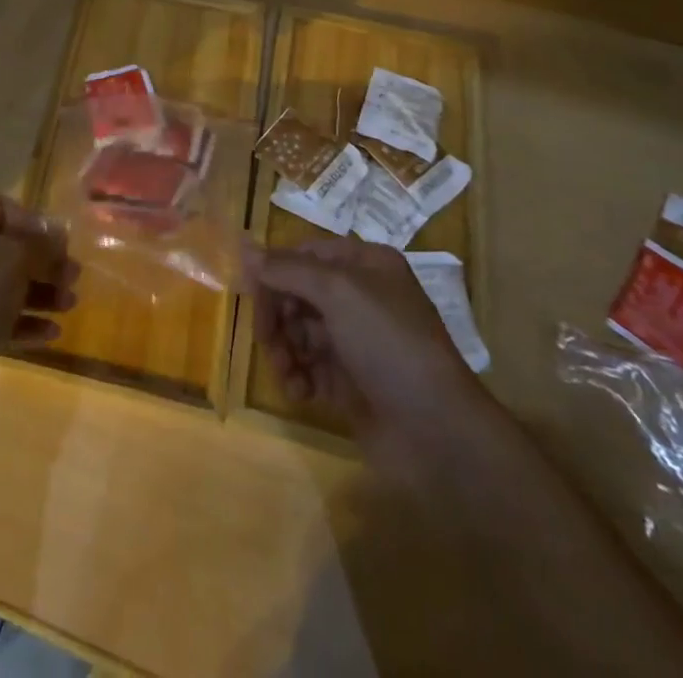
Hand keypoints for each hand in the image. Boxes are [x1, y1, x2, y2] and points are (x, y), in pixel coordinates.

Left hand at [0, 193, 77, 425]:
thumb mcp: (13, 259)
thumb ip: (40, 243)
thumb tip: (57, 232)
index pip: (0, 206)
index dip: (33, 222)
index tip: (60, 244)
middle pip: (4, 248)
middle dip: (43, 262)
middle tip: (74, 278)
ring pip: (2, 285)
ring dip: (39, 293)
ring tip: (71, 305)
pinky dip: (23, 322)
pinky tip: (52, 334)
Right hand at [245, 238, 477, 436]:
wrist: (438, 433)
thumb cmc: (389, 344)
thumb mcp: (337, 291)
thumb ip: (287, 269)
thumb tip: (244, 248)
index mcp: (365, 265)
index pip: (306, 254)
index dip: (276, 270)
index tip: (249, 291)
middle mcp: (361, 298)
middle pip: (298, 293)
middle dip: (277, 315)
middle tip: (266, 339)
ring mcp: (356, 342)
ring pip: (299, 332)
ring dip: (283, 349)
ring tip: (286, 372)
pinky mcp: (350, 384)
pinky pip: (309, 368)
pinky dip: (297, 377)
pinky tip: (299, 392)